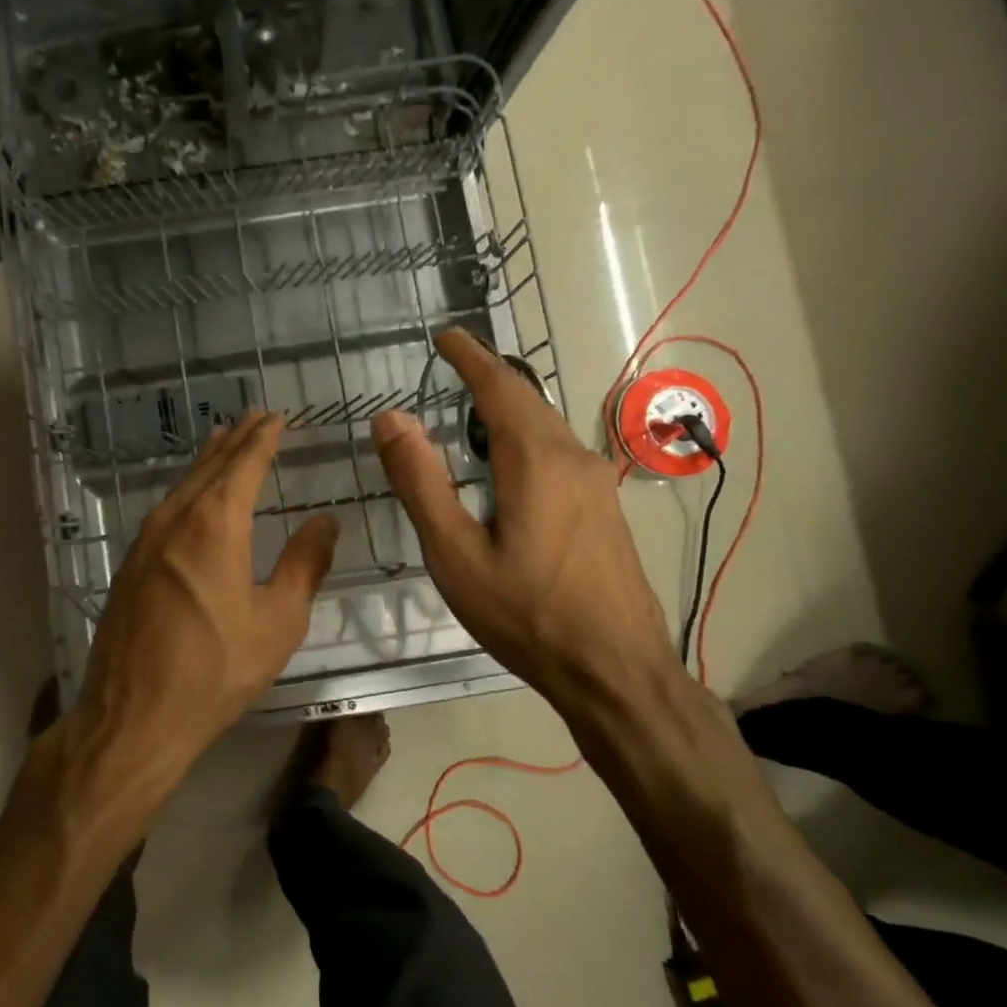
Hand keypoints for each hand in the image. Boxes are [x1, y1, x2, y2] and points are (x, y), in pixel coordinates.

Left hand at [65, 411, 339, 808]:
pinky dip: (187, 490)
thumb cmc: (216, 669)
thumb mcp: (277, 620)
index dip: (261, 439)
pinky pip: (165, 510)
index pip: (243, 464)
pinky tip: (192, 499)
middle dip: (235, 441)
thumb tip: (325, 520)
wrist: (134, 714)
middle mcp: (175, 519)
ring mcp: (145, 541)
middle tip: (254, 419)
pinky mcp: (130, 564)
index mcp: (215, 524)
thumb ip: (304, 564)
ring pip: (182, 486)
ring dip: (207, 462)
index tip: (274, 417)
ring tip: (224, 444)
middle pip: (209, 467)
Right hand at [370, 330, 678, 710]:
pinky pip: (559, 452)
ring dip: (509, 407)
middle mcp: (573, 459)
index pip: (499, 387)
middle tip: (454, 362)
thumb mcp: (454, 553)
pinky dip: (526, 436)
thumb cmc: (525, 614)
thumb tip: (390, 418)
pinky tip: (509, 462)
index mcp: (535, 461)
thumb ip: (420, 482)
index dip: (469, 357)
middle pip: (528, 399)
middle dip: (490, 375)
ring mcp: (596, 484)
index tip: (446, 335)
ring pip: (546, 426)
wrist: (616, 671)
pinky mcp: (604, 510)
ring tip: (472, 406)